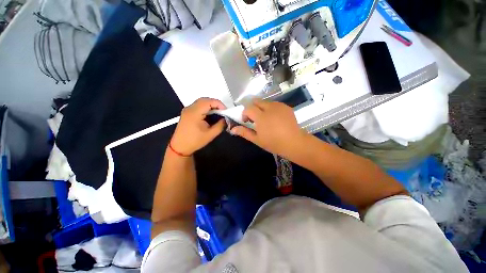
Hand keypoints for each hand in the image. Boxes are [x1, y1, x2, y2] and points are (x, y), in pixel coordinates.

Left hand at [170, 98, 226, 155]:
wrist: (180, 147)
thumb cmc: (195, 141)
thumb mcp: (210, 134)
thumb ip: (220, 125)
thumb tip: (225, 119)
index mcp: (194, 113)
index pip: (208, 102)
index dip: (219, 104)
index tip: (226, 111)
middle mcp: (189, 108)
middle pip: (204, 100)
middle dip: (215, 104)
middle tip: (223, 111)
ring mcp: (187, 110)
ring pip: (201, 102)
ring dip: (210, 106)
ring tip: (218, 113)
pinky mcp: (187, 113)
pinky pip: (198, 106)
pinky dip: (205, 108)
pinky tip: (210, 115)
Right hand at [230, 99, 306, 157]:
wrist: (294, 142)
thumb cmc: (274, 143)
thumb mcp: (257, 139)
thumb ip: (244, 132)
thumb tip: (232, 129)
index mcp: (261, 116)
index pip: (248, 108)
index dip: (245, 113)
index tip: (246, 121)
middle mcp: (269, 108)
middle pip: (256, 101)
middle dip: (252, 108)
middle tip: (255, 119)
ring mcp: (279, 106)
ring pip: (265, 102)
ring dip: (262, 108)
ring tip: (266, 119)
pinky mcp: (286, 107)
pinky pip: (275, 104)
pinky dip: (271, 109)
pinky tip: (275, 118)